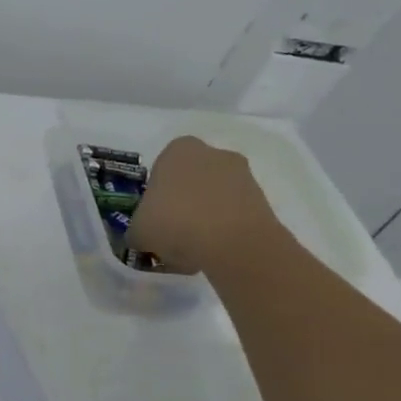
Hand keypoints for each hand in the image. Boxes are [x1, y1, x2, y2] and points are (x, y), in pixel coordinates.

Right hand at [127, 135, 284, 272]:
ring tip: (194, 247)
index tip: (154, 215)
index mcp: (178, 149)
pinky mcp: (264, 200)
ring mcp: (243, 175)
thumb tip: (141, 237)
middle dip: (183, 201)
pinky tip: (214, 251)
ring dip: (205, 216)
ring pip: (214, 196)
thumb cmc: (175, 223)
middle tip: (172, 230)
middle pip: (191, 179)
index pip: (161, 167)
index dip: (156, 194)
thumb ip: (137, 229)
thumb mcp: (137, 230)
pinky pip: (235, 212)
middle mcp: (213, 153)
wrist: (233, 244)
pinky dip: (225, 228)